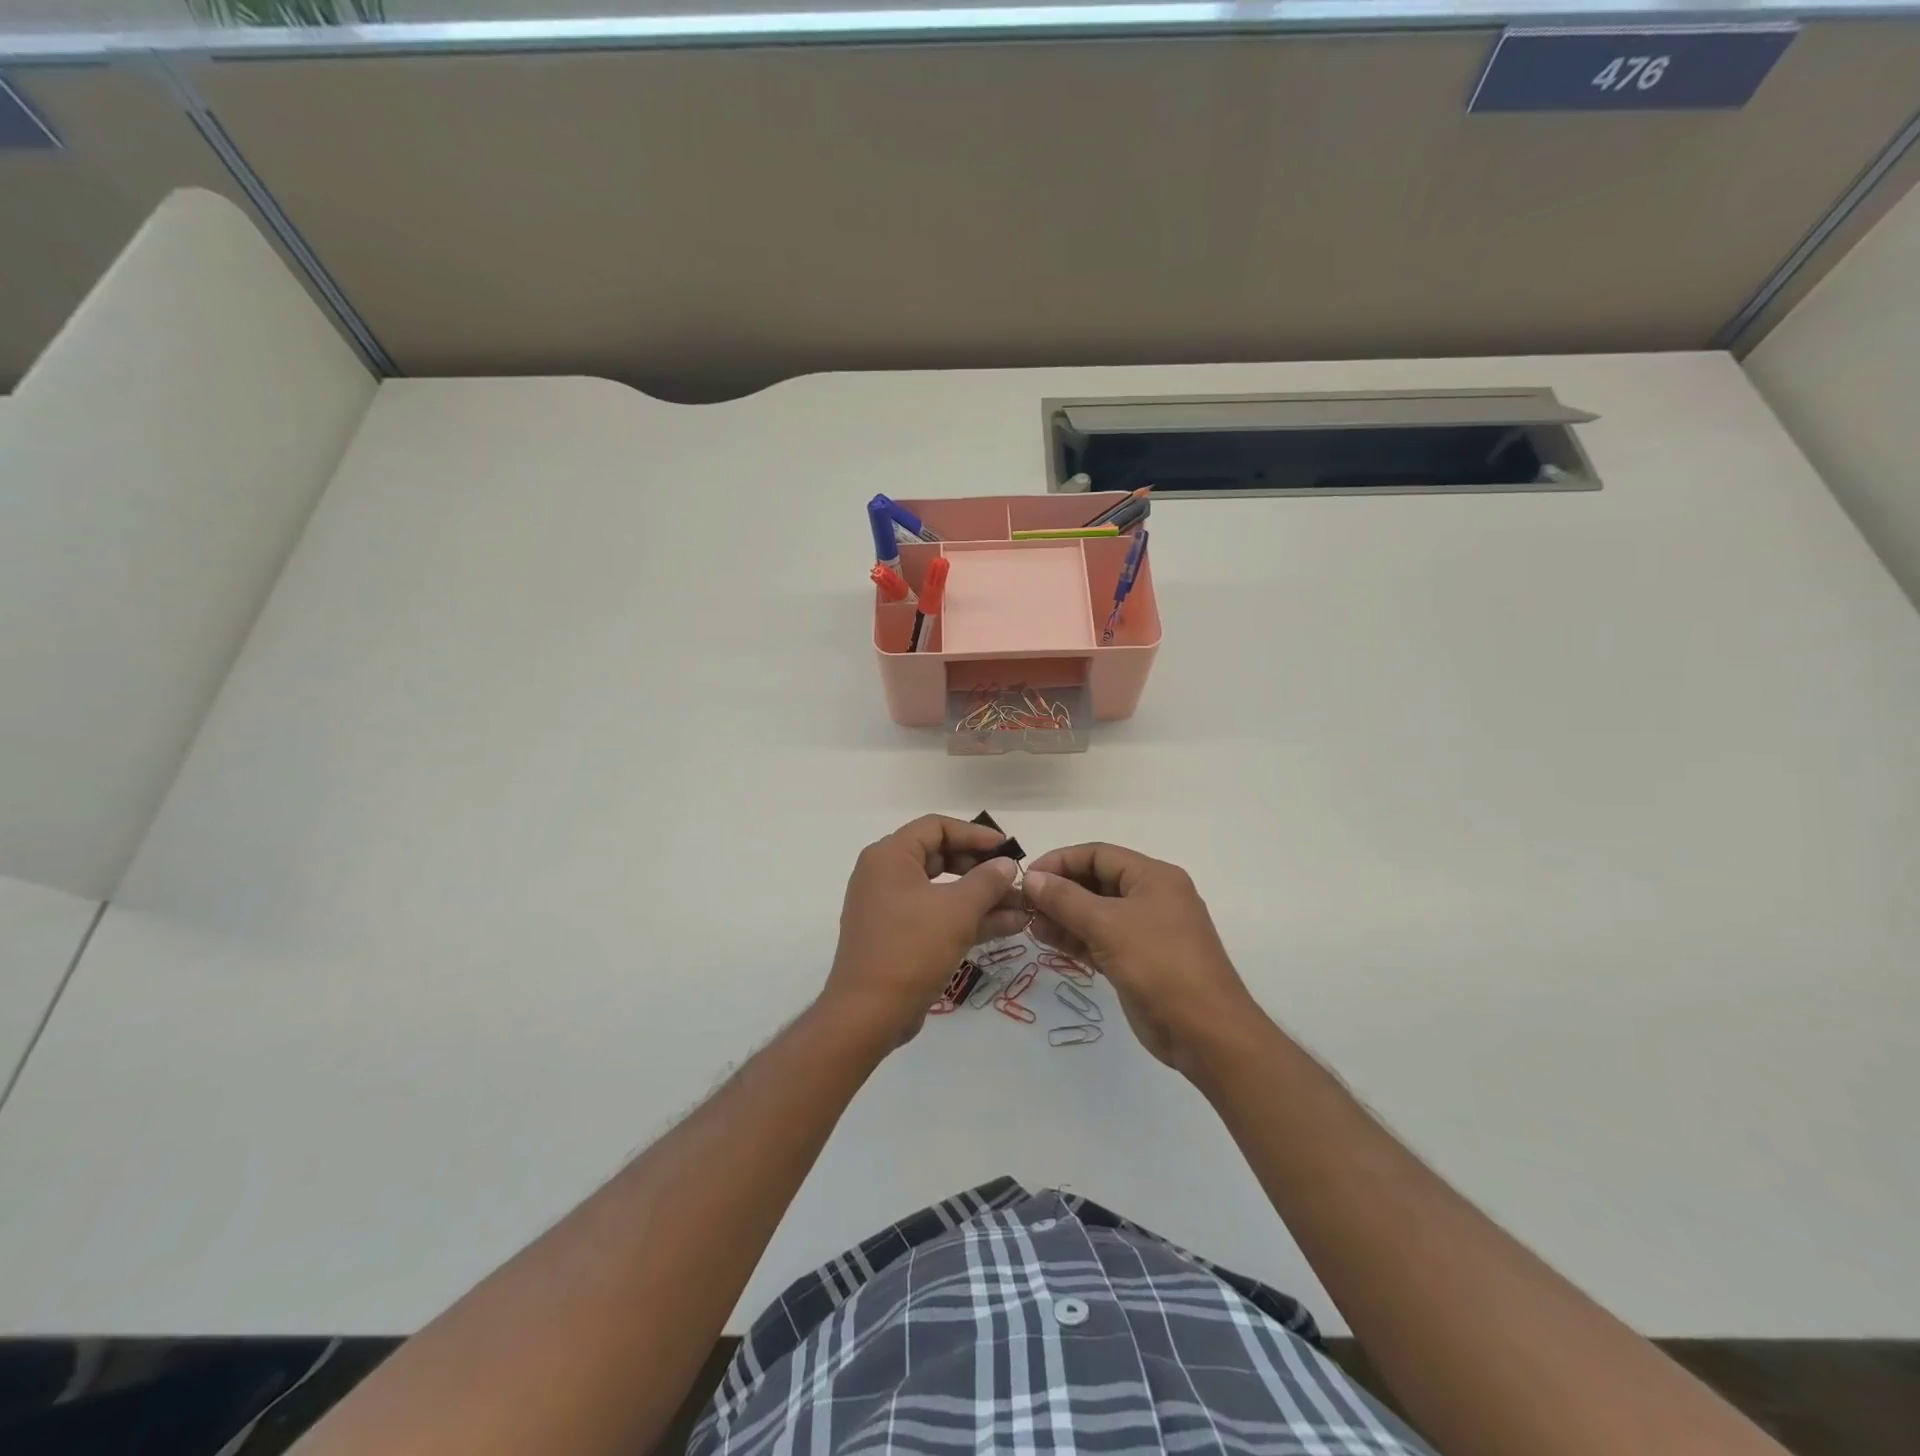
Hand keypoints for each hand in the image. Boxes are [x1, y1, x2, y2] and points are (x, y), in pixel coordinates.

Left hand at [822, 815, 1026, 1045]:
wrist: (869, 1013)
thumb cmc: (912, 948)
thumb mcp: (958, 910)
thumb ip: (987, 881)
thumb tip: (1006, 864)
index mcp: (890, 856)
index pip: (936, 827)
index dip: (975, 834)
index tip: (1007, 848)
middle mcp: (886, 875)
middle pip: (940, 857)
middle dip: (982, 869)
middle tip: (1015, 879)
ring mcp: (890, 908)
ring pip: (943, 891)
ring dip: (983, 898)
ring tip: (1024, 907)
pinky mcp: (899, 937)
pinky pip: (937, 916)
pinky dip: (968, 919)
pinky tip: (1009, 926)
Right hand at [1023, 843, 1263, 1073]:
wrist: (1205, 1031)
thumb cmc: (1159, 964)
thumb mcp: (1107, 925)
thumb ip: (1065, 899)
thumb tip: (1032, 878)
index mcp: (1153, 877)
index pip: (1098, 854)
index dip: (1061, 861)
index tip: (1028, 877)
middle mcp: (1150, 897)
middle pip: (1096, 881)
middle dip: (1059, 890)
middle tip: (1024, 904)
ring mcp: (1145, 930)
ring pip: (1095, 912)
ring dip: (1062, 915)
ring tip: (1028, 924)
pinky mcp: (1137, 960)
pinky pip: (1100, 938)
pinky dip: (1075, 938)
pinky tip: (1046, 939)